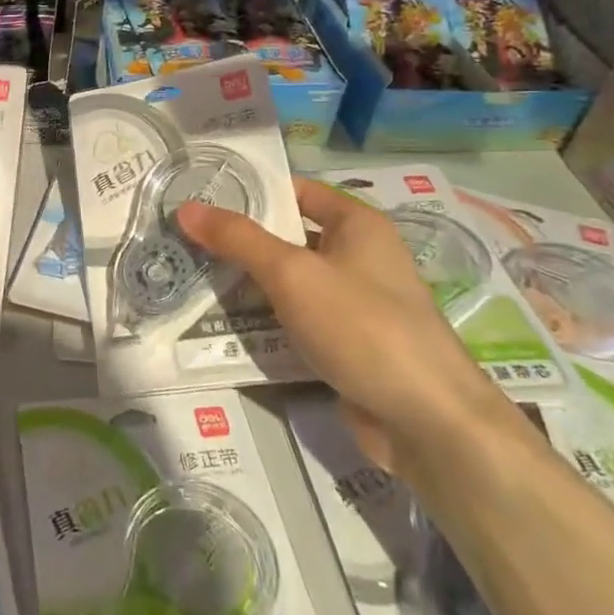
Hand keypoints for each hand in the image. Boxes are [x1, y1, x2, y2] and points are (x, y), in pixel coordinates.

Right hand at [176, 179, 524, 479]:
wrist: (428, 423)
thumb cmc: (363, 327)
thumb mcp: (292, 274)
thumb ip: (238, 239)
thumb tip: (186, 208)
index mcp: (357, 225)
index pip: (296, 192)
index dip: (251, 192)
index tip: (201, 198)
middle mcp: (360, 257)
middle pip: (289, 238)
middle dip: (241, 242)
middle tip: (185, 242)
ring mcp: (356, 304)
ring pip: (291, 283)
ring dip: (250, 285)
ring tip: (193, 280)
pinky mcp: (349, 345)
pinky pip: (299, 321)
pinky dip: (268, 321)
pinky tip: (226, 326)